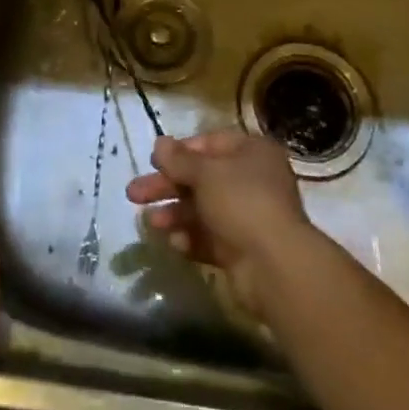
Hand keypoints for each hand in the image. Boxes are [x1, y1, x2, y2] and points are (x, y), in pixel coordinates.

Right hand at [125, 130, 312, 313]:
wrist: (275, 266)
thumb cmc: (242, 202)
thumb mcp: (206, 173)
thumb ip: (179, 159)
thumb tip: (159, 143)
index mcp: (252, 153)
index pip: (212, 143)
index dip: (181, 151)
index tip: (154, 160)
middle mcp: (252, 181)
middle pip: (202, 178)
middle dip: (167, 185)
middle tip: (133, 193)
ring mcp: (247, 217)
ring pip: (203, 210)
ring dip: (174, 214)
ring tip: (150, 224)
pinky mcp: (241, 250)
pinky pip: (210, 239)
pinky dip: (190, 238)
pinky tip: (173, 243)